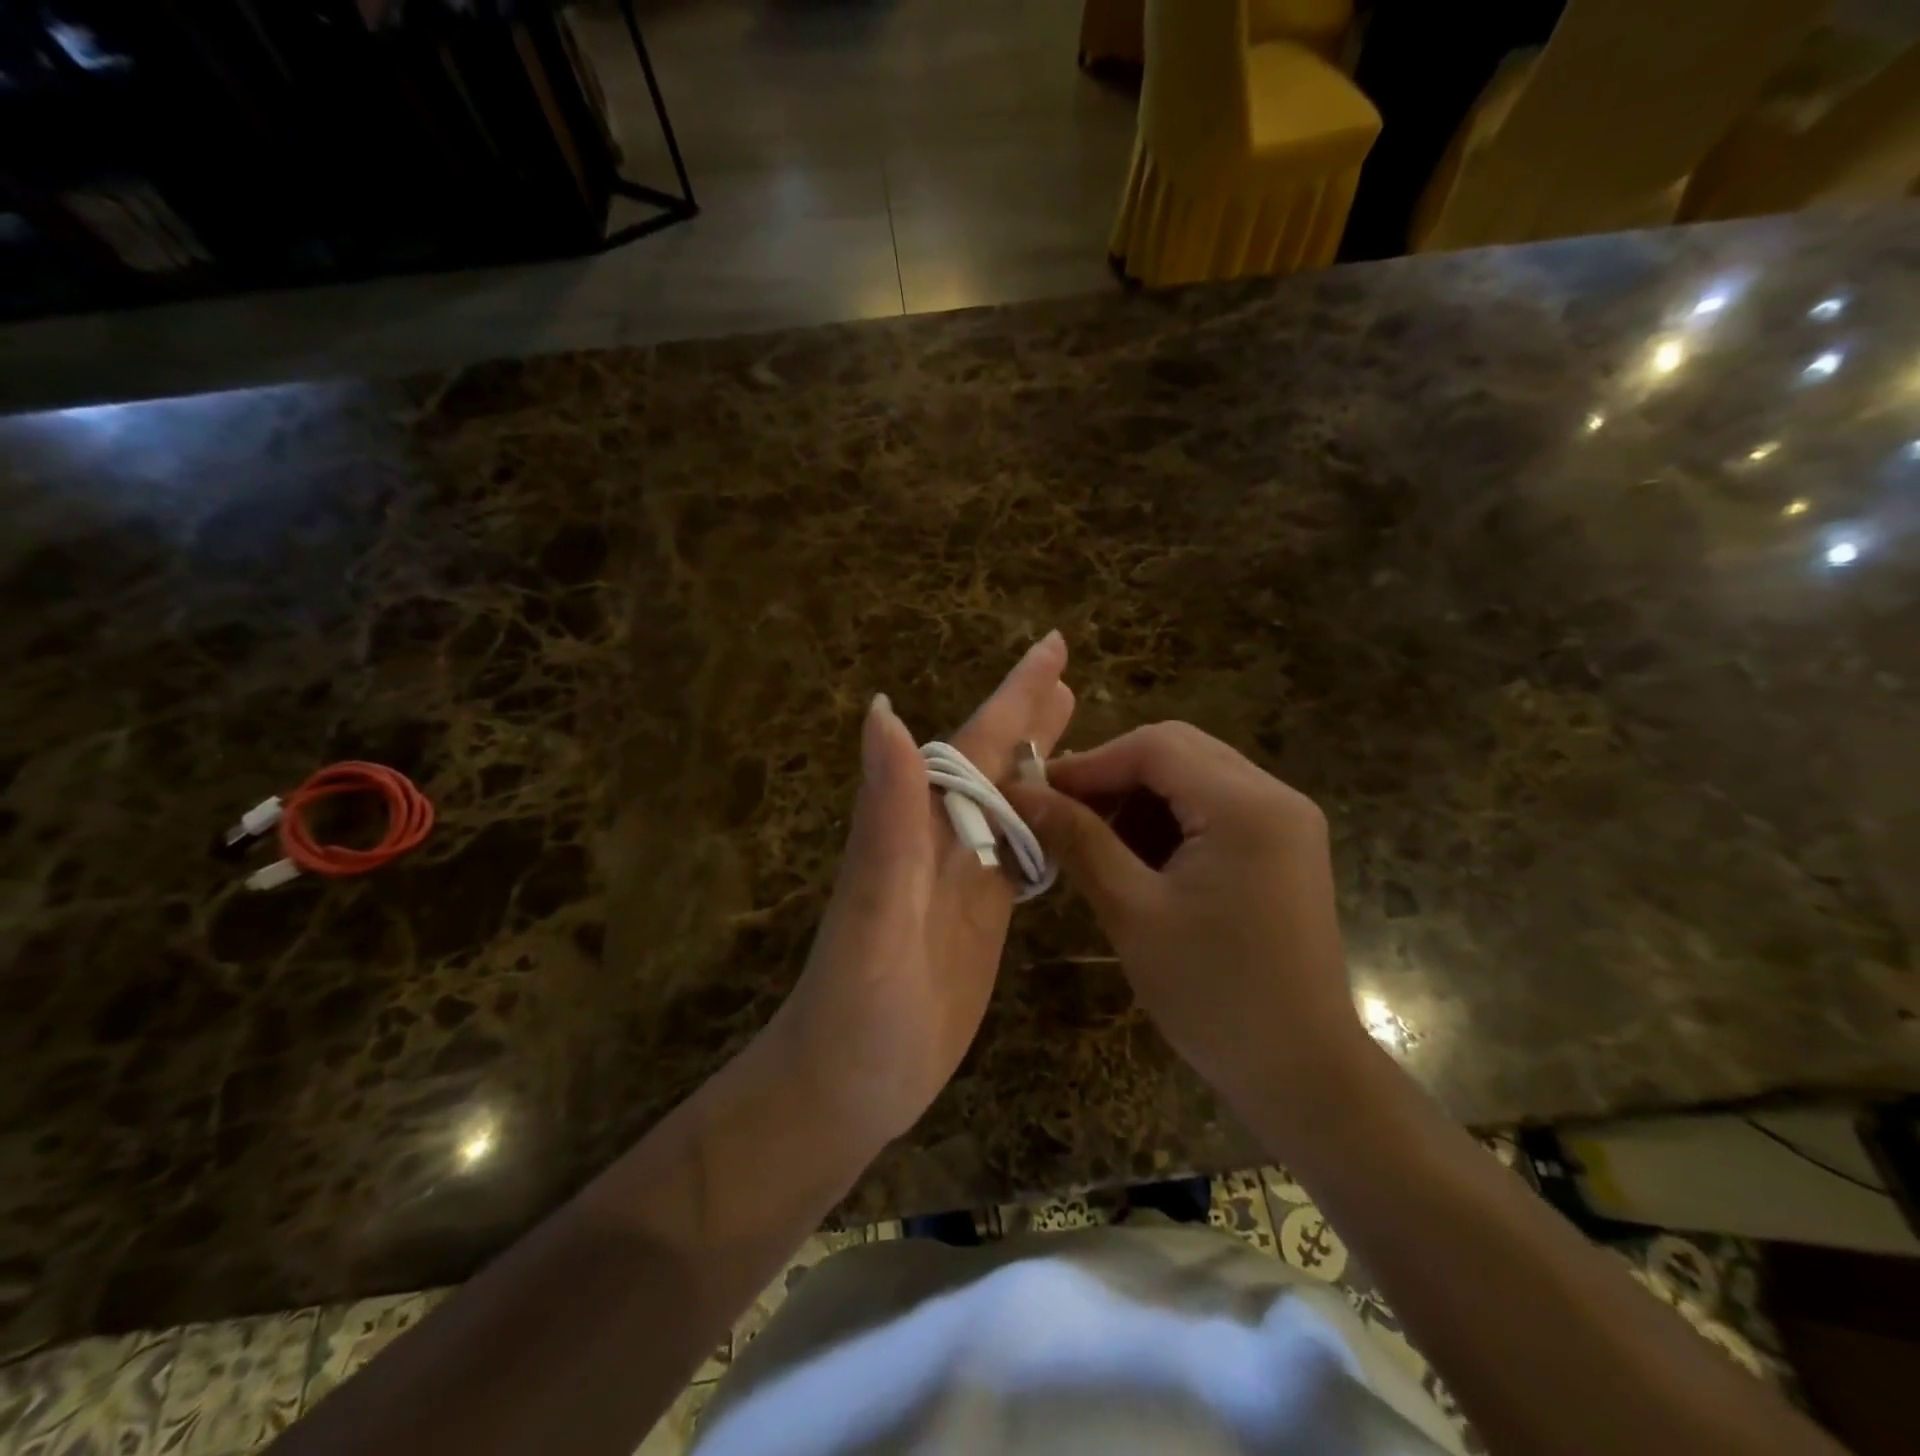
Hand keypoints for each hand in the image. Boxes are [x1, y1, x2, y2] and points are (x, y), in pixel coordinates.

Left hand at [774, 633, 1074, 1148]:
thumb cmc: (857, 1005)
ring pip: (1008, 802)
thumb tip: (884, 710)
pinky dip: (1043, 822)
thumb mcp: (873, 909)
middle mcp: (939, 840)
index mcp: (916, 825)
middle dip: (1028, 713)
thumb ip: (885, 815)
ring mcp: (961, 878)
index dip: (1013, 694)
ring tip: (1074, 720)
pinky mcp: (981, 917)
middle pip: (992, 761)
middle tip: (1068, 671)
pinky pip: (1018, 853)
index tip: (1052, 647)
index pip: (971, 744)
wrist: (847, 1085)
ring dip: (1039, 759)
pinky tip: (1064, 811)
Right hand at [1008, 722, 1369, 1125]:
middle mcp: (1275, 797)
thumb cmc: (1212, 995)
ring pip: (1193, 776)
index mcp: (1246, 807)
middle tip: (1061, 814)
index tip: (1037, 794)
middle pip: (1177, 752)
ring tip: (1095, 843)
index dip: (1089, 763)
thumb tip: (1020, 793)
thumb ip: (1078, 840)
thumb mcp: (1132, 911)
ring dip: (1139, 800)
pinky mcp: (1282, 847)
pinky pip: (1213, 808)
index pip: (1155, 747)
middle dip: (1113, 777)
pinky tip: (1137, 861)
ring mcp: (1285, 821)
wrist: (1301, 1072)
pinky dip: (1168, 821)